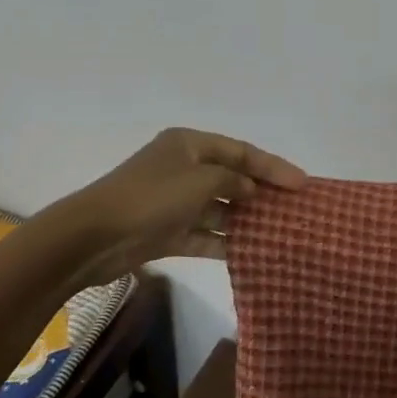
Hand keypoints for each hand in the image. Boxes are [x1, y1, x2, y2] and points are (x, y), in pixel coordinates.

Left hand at [70, 128, 304, 285]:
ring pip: (219, 208)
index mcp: (189, 145)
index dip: (272, 166)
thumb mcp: (199, 180)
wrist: (93, 237)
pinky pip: (204, 235)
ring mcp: (174, 202)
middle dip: (261, 192)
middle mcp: (183, 169)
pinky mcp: (167, 232)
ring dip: (245, 219)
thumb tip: (248, 189)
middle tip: (295, 208)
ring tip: (280, 232)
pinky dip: (224, 242)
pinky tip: (251, 252)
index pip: (241, 151)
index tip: (302, 183)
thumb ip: (232, 181)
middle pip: (232, 178)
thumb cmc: (150, 197)